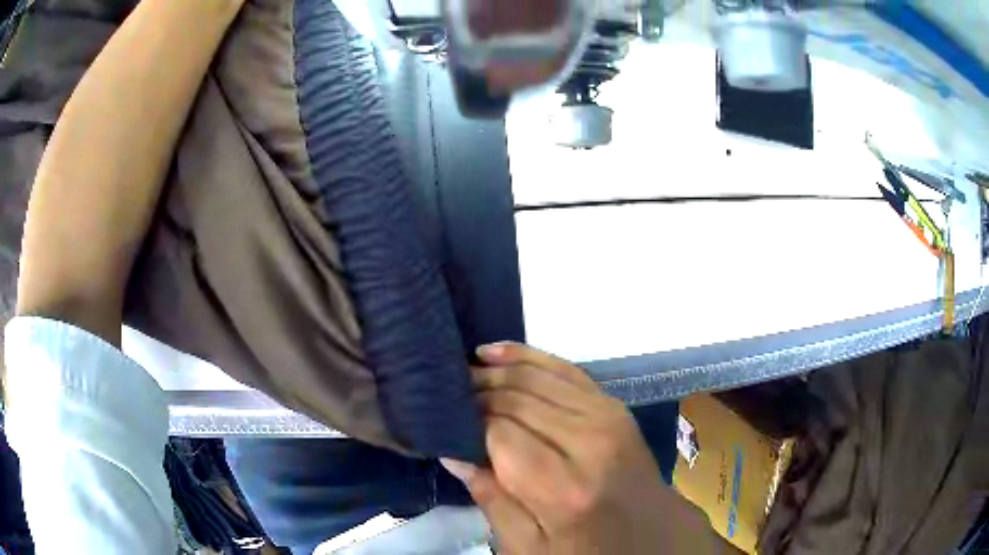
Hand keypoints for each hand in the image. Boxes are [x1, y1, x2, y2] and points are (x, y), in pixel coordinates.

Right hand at [442, 343, 719, 553]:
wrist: (651, 536)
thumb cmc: (586, 551)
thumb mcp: (528, 548)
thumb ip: (491, 499)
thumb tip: (453, 452)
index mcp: (564, 488)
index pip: (499, 433)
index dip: (465, 423)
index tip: (440, 421)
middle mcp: (588, 442)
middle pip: (516, 400)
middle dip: (475, 392)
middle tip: (442, 394)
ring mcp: (606, 416)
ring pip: (535, 376)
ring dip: (494, 371)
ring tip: (462, 372)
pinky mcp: (612, 404)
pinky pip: (563, 368)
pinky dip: (526, 356)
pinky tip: (495, 352)